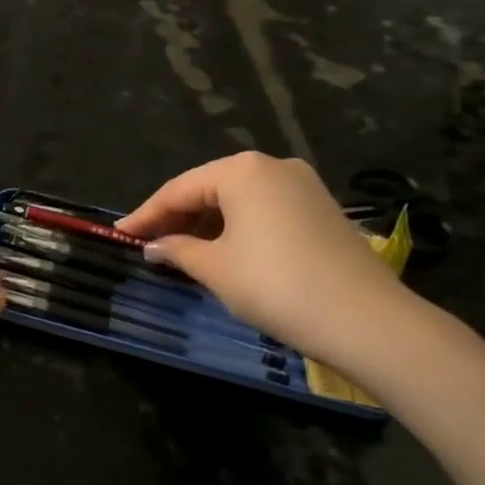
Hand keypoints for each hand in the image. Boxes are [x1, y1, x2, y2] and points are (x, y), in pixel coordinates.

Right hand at [115, 152, 406, 361]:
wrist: (365, 318)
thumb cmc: (274, 284)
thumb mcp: (214, 268)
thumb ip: (177, 250)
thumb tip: (154, 246)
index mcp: (241, 170)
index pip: (178, 189)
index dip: (145, 214)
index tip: (119, 234)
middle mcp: (273, 166)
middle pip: (208, 188)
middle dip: (176, 216)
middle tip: (147, 242)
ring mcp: (303, 185)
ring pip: (237, 199)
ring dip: (205, 222)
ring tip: (179, 250)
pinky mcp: (321, 209)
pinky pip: (263, 209)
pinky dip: (235, 226)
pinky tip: (221, 250)